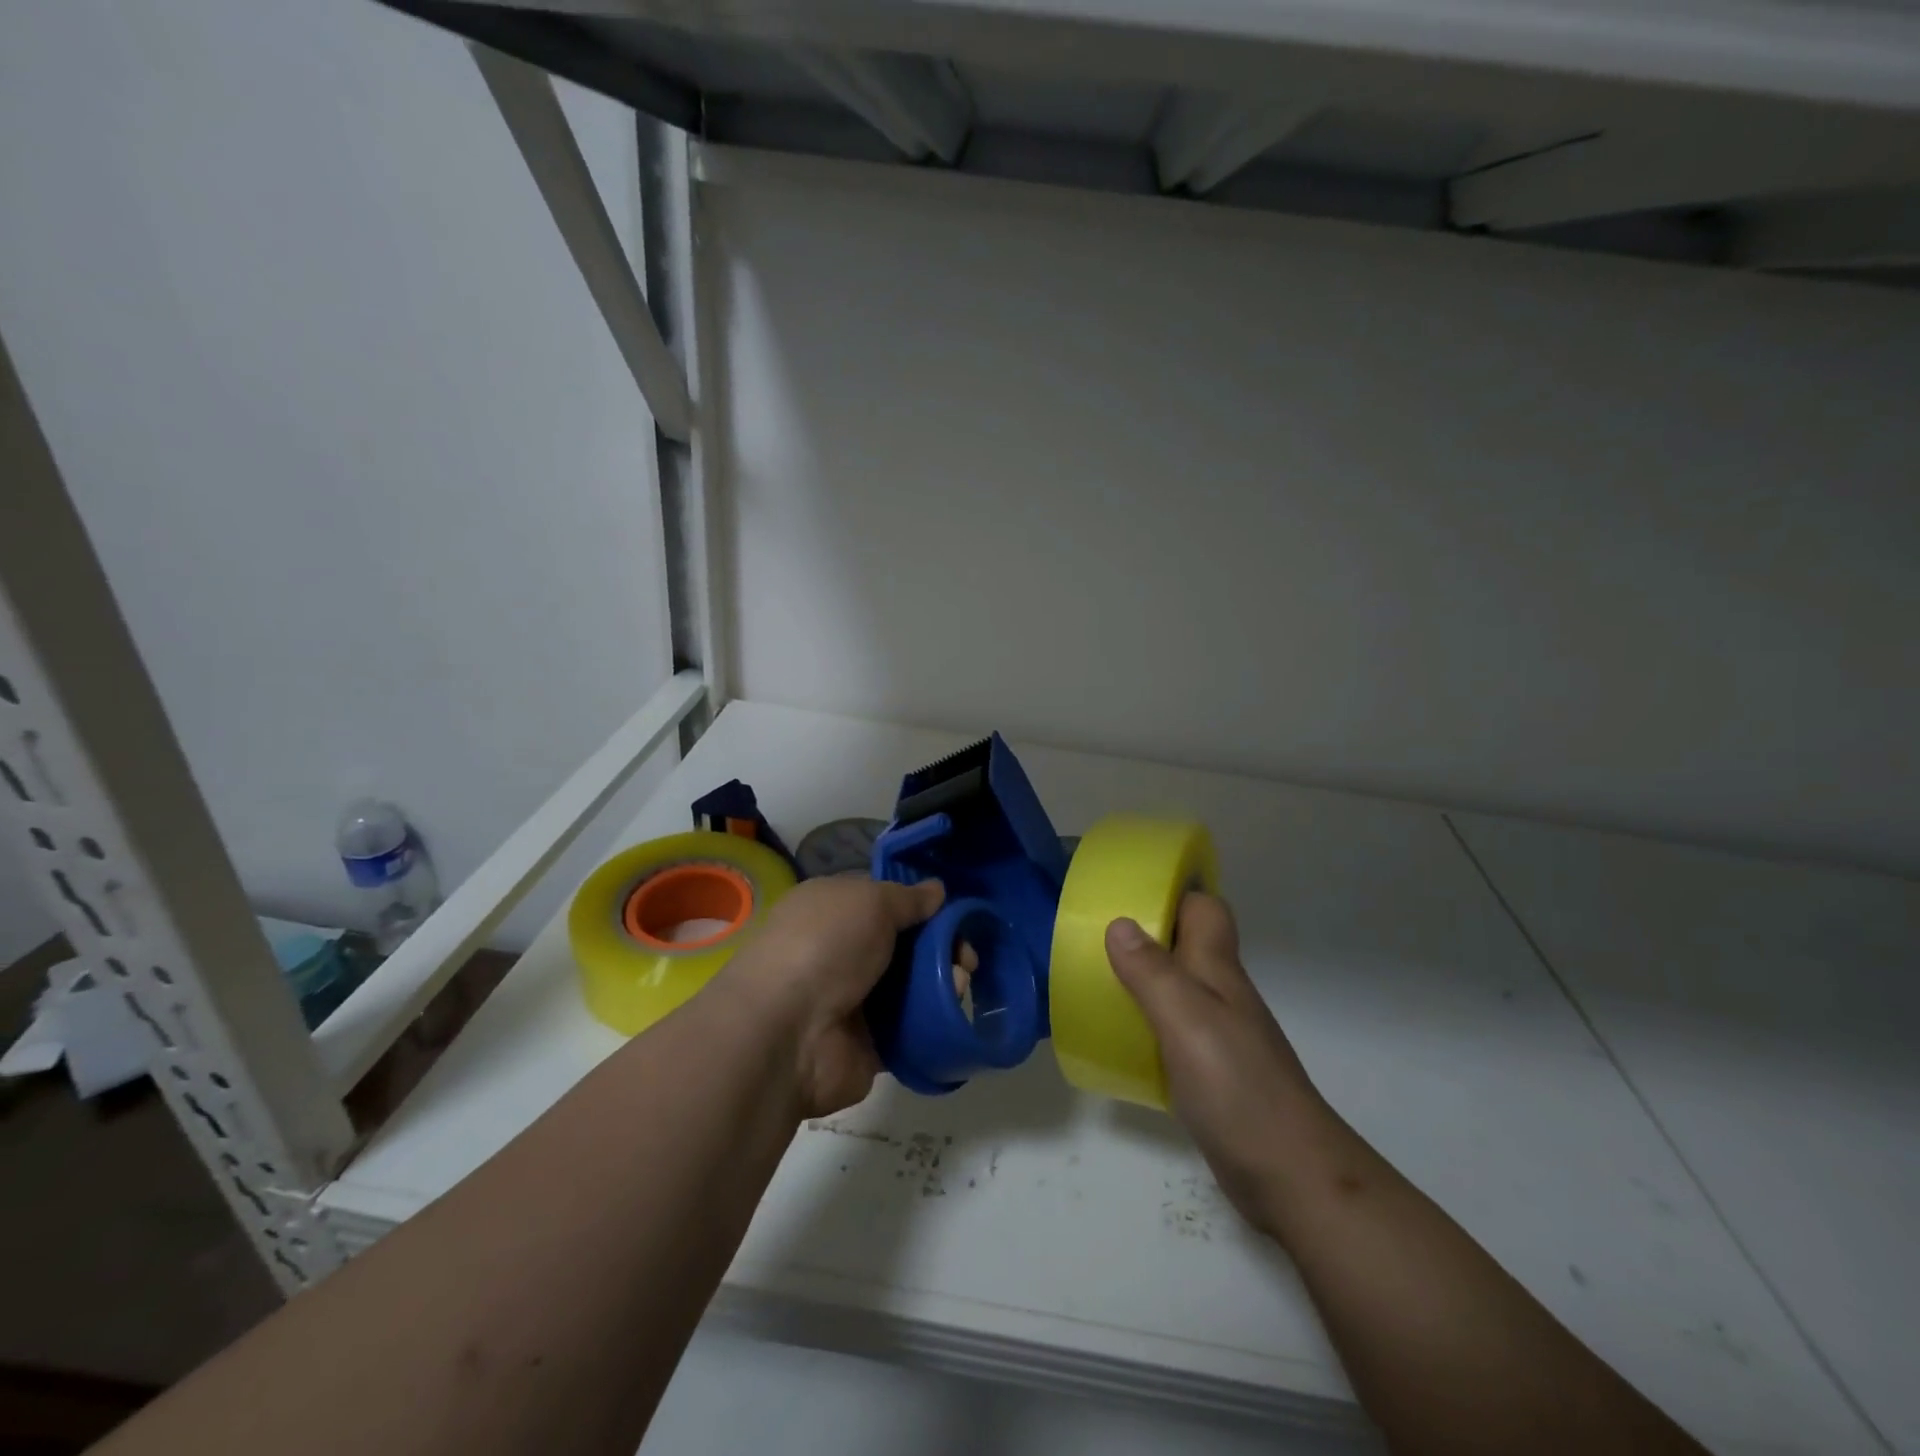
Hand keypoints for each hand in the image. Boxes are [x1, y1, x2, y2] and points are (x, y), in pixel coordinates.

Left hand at [720, 875, 944, 1118]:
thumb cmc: (825, 946)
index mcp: (832, 910)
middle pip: (903, 945)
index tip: (955, 915)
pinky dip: (933, 1021)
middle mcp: (840, 952)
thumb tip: (936, 890)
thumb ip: (908, 898)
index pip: (884, 902)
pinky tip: (952, 1013)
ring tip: (961, 984)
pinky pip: (909, 1029)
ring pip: (910, 987)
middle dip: (941, 947)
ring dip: (942, 982)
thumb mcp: (871, 901)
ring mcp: (852, 1001)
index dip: (921, 906)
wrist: (786, 1033)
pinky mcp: (866, 1045)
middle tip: (967, 956)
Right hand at [1105, 893, 1331, 1226]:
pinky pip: (1172, 1029)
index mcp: (1217, 970)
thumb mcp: (1186, 1020)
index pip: (1205, 910)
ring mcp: (1219, 1035)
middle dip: (1146, 933)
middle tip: (1094, 935)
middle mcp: (1221, 994)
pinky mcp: (1212, 1073)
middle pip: (1187, 945)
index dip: (1174, 892)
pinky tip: (1119, 1037)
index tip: (1128, 889)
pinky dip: (1146, 1023)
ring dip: (1143, 978)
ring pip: (1178, 987)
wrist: (1289, 1174)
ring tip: (1095, 978)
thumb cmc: (1236, 1086)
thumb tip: (1118, 922)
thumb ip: (1151, 972)